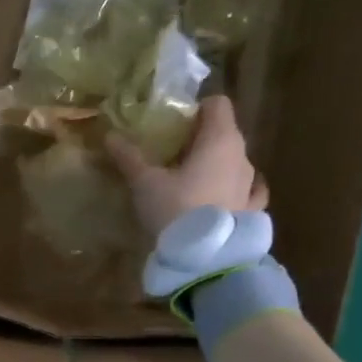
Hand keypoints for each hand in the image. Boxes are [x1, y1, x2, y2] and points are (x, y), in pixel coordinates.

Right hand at [107, 95, 267, 236]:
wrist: (205, 257)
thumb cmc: (176, 209)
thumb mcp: (145, 183)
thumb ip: (129, 157)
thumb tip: (109, 136)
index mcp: (220, 139)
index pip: (217, 104)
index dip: (195, 110)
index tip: (173, 126)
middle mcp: (242, 155)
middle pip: (224, 133)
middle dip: (200, 139)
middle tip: (172, 155)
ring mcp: (251, 184)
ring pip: (235, 162)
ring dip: (217, 165)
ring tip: (192, 181)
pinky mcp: (252, 210)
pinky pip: (248, 191)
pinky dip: (234, 189)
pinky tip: (223, 197)